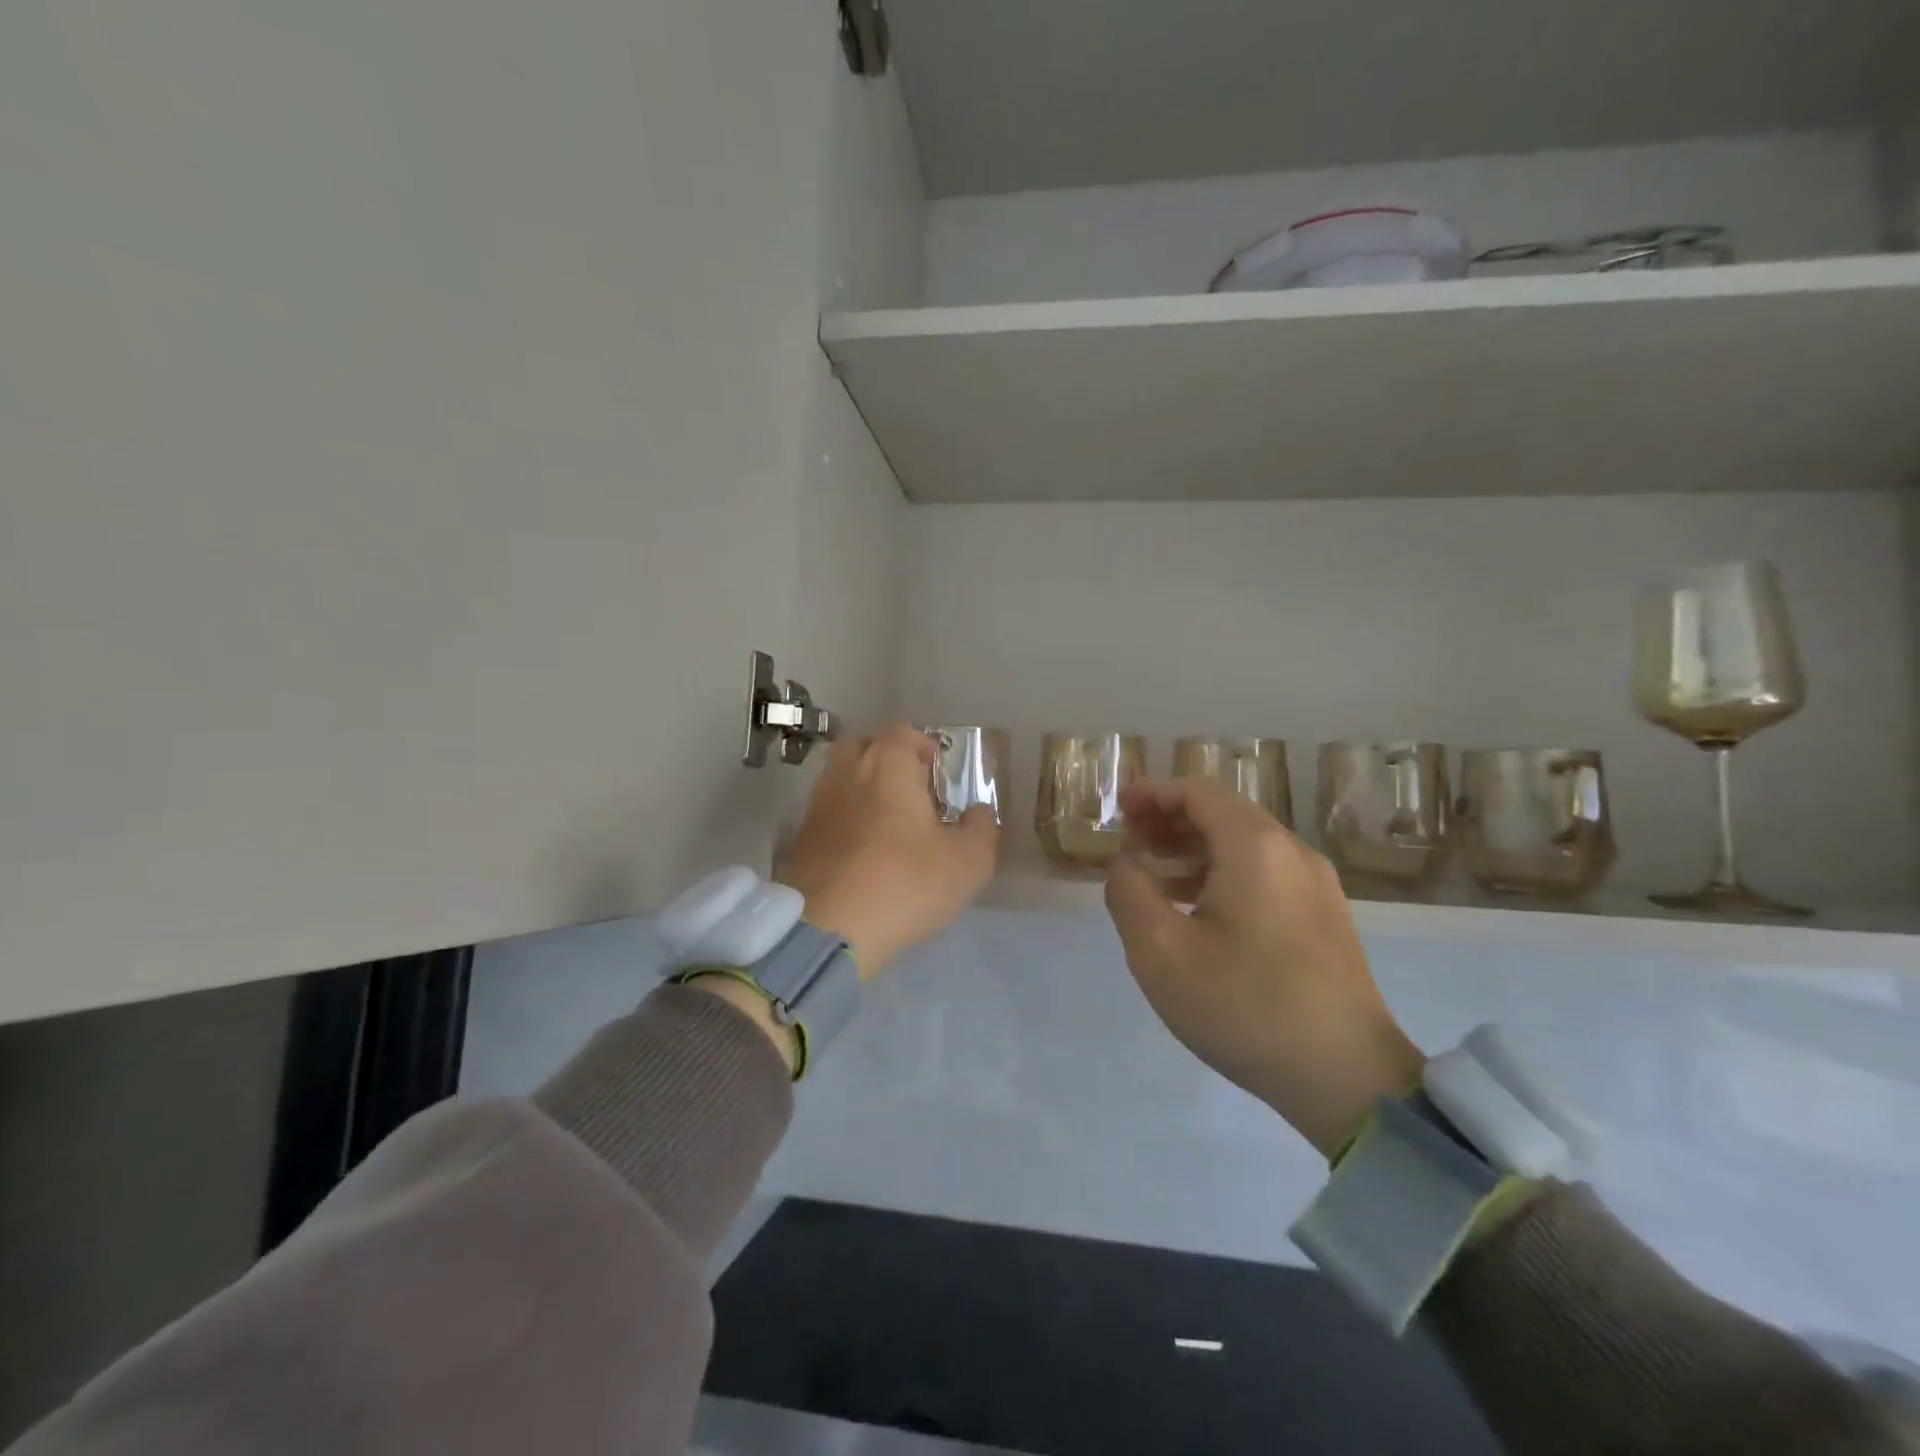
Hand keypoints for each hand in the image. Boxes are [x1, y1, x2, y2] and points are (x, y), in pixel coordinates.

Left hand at [776, 722, 999, 977]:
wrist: (827, 930)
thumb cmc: (905, 884)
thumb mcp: (968, 862)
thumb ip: (981, 829)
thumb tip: (979, 811)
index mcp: (887, 765)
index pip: (902, 732)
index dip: (923, 746)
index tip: (938, 772)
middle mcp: (846, 774)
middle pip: (862, 746)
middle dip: (886, 759)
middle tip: (910, 790)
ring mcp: (816, 806)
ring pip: (840, 779)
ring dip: (862, 790)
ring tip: (886, 823)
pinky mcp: (797, 839)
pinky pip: (826, 814)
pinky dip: (843, 820)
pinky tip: (860, 850)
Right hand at [1104, 778, 1424, 1157]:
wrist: (1347, 1078)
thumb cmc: (1244, 1005)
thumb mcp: (1161, 951)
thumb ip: (1129, 893)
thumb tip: (1126, 865)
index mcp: (1255, 846)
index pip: (1198, 792)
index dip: (1154, 793)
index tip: (1119, 805)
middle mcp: (1292, 851)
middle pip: (1224, 813)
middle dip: (1172, 818)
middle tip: (1131, 838)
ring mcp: (1317, 885)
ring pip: (1246, 844)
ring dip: (1196, 847)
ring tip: (1155, 872)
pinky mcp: (1326, 917)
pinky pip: (1266, 872)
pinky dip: (1224, 872)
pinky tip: (1198, 907)